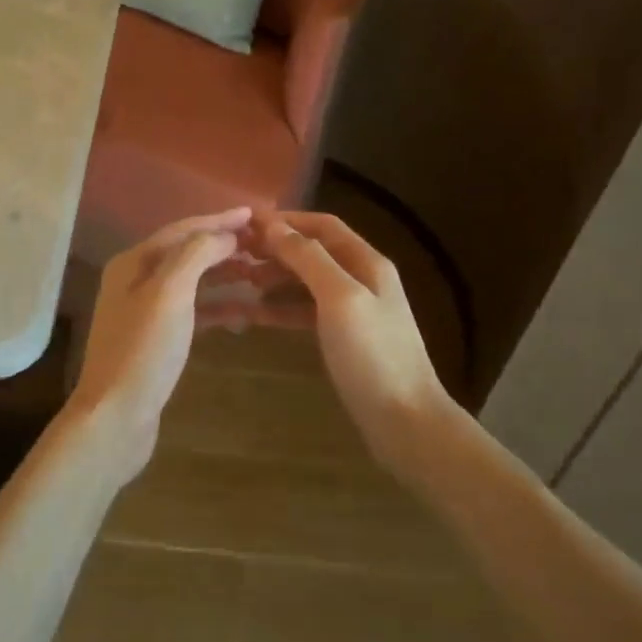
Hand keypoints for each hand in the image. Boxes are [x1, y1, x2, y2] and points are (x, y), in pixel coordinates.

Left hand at [69, 207, 251, 480]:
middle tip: (265, 245)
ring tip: (261, 274)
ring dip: (224, 275)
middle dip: (224, 246)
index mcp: (134, 263)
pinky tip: (245, 312)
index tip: (255, 215)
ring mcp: (145, 312)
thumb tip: (225, 234)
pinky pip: (193, 311)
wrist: (116, 418)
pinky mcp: (157, 340)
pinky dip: (218, 307)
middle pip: (187, 253)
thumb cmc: (144, 350)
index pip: (182, 230)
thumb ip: (197, 255)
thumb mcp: (170, 293)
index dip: (219, 220)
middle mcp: (135, 280)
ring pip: (192, 282)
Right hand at [256, 211, 455, 479]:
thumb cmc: (373, 354)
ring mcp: (354, 310)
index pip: (323, 225)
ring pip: (307, 282)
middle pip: (313, 251)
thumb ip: (309, 259)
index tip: (246, 224)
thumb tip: (275, 226)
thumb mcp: (340, 298)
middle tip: (235, 254)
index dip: (287, 220)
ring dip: (275, 277)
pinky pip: (306, 312)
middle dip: (276, 248)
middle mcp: (362, 279)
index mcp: (367, 262)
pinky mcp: (344, 339)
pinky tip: (254, 314)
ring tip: (240, 280)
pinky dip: (281, 308)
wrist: (405, 421)